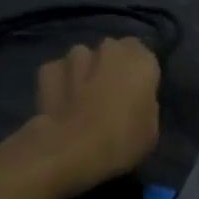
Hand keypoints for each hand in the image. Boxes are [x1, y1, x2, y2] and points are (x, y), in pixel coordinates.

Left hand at [28, 38, 160, 192]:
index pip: (142, 55)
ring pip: (83, 57)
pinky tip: (58, 102)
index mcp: (142, 60)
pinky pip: (57, 71)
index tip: (134, 92)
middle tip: (108, 95)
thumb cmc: (123, 141)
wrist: (73, 150)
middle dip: (110, 66)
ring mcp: (77, 56)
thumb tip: (134, 103)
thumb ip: (144, 105)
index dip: (136, 73)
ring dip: (83, 71)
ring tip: (80, 99)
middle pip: (112, 51)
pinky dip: (58, 82)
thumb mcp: (150, 130)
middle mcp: (111, 49)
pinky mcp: (48, 70)